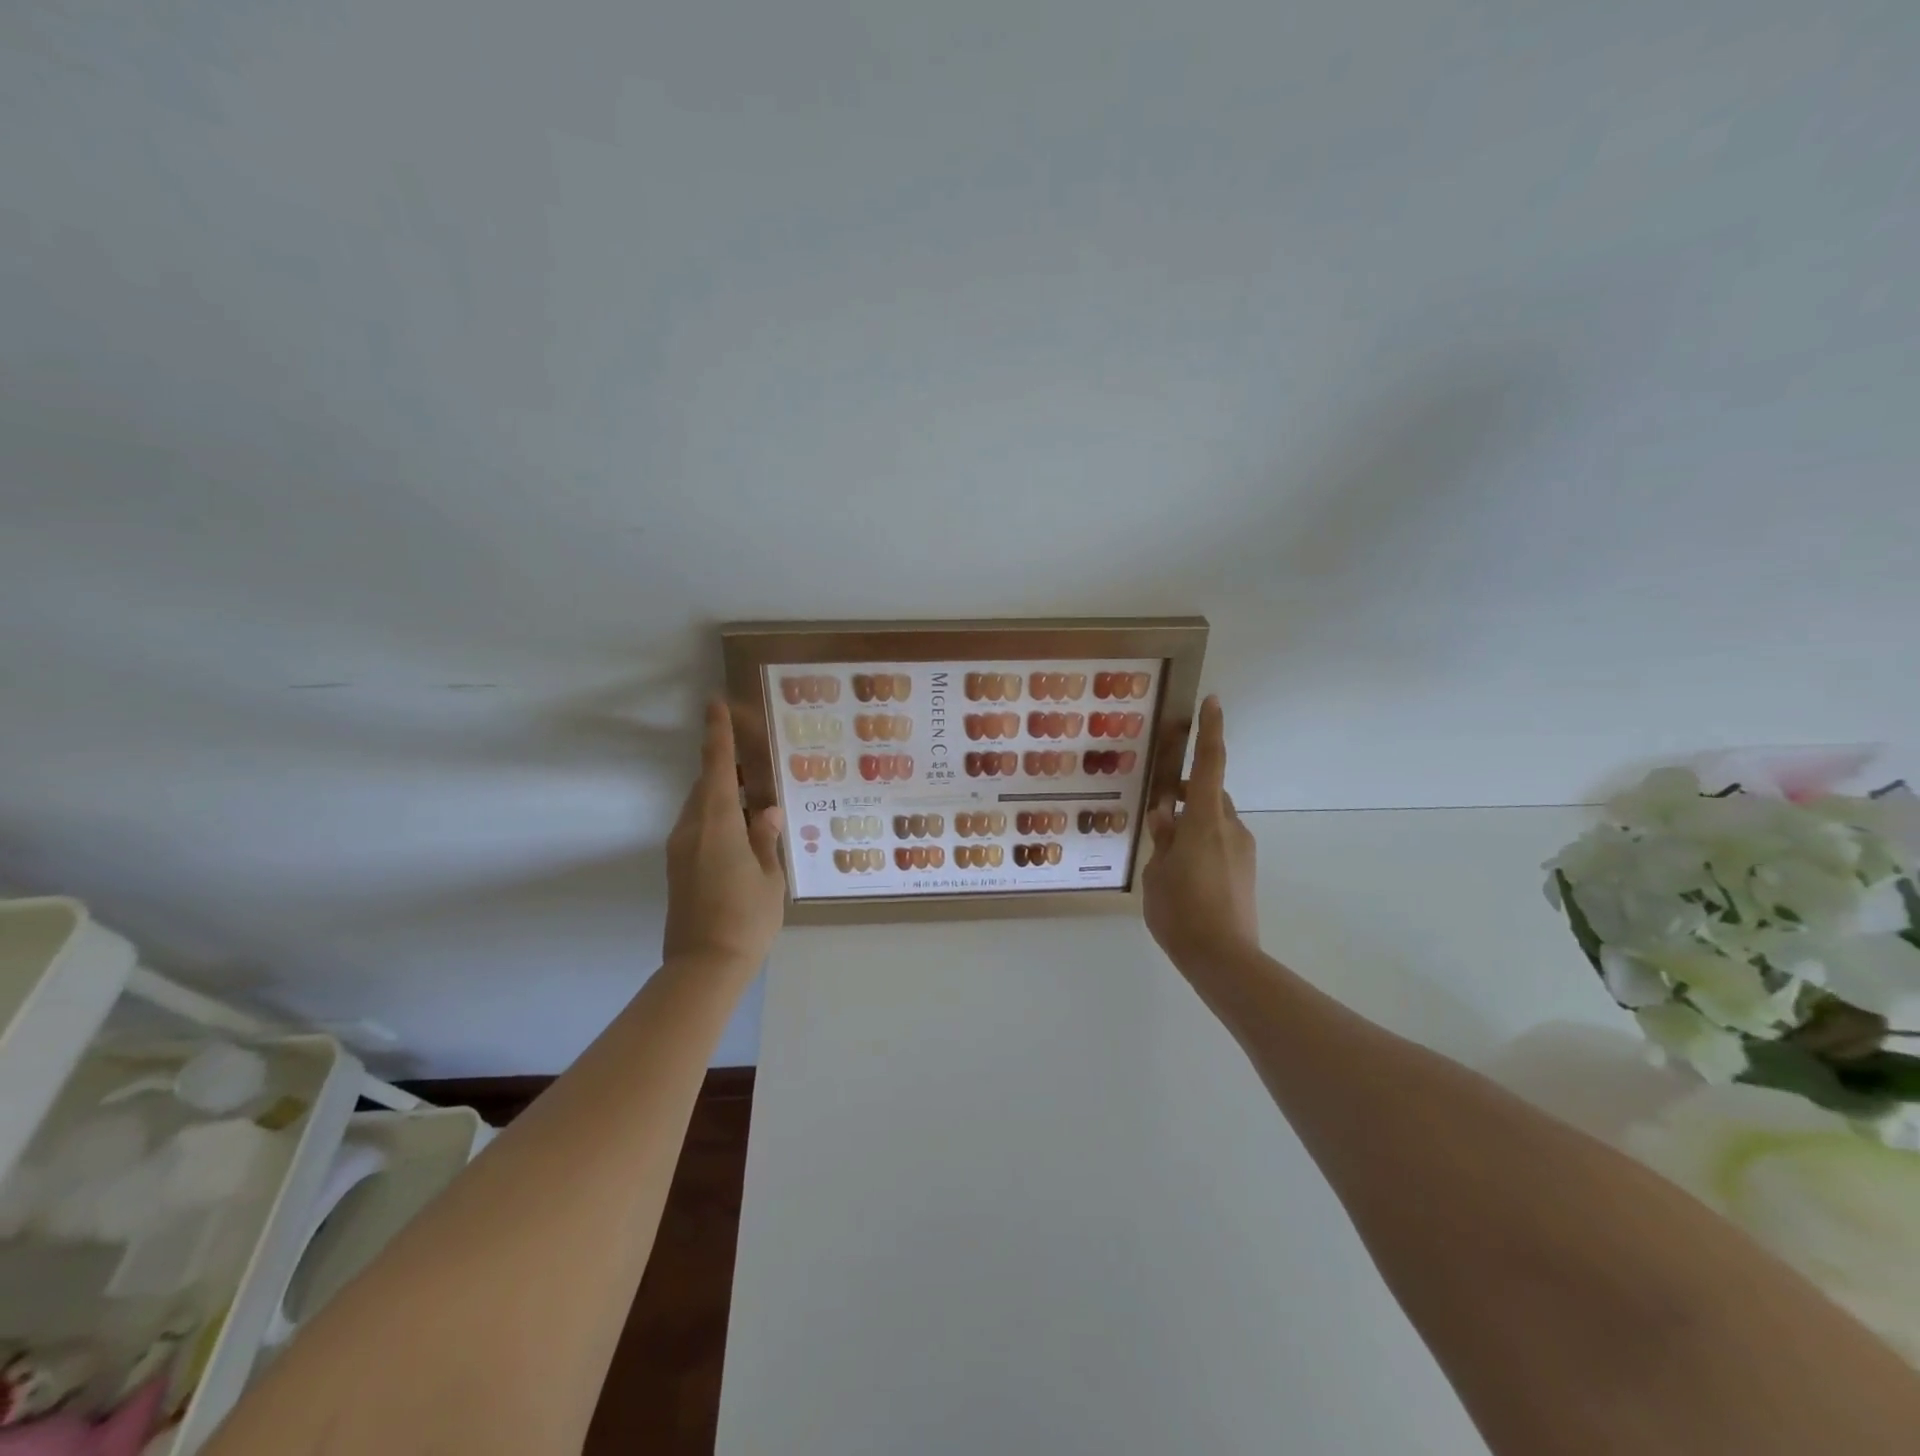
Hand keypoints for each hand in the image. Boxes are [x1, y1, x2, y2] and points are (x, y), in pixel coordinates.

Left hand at [663, 700, 786, 967]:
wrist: (703, 968)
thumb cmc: (746, 921)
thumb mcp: (769, 878)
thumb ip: (765, 838)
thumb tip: (766, 810)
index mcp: (717, 826)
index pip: (715, 769)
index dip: (716, 735)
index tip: (713, 704)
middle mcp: (691, 830)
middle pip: (706, 786)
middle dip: (725, 768)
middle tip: (755, 759)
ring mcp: (680, 850)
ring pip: (701, 807)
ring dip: (723, 795)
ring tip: (755, 797)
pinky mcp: (678, 868)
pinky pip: (698, 827)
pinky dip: (718, 817)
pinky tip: (742, 830)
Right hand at [1142, 695, 1258, 974]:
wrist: (1224, 960)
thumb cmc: (1180, 912)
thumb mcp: (1156, 873)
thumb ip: (1162, 840)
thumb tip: (1166, 816)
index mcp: (1205, 821)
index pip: (1210, 765)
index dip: (1210, 732)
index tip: (1212, 702)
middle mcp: (1230, 828)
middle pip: (1210, 795)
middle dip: (1188, 795)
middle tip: (1160, 813)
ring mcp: (1242, 851)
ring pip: (1215, 821)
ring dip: (1193, 825)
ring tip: (1165, 855)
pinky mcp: (1245, 872)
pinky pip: (1221, 844)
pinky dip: (1202, 845)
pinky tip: (1182, 875)